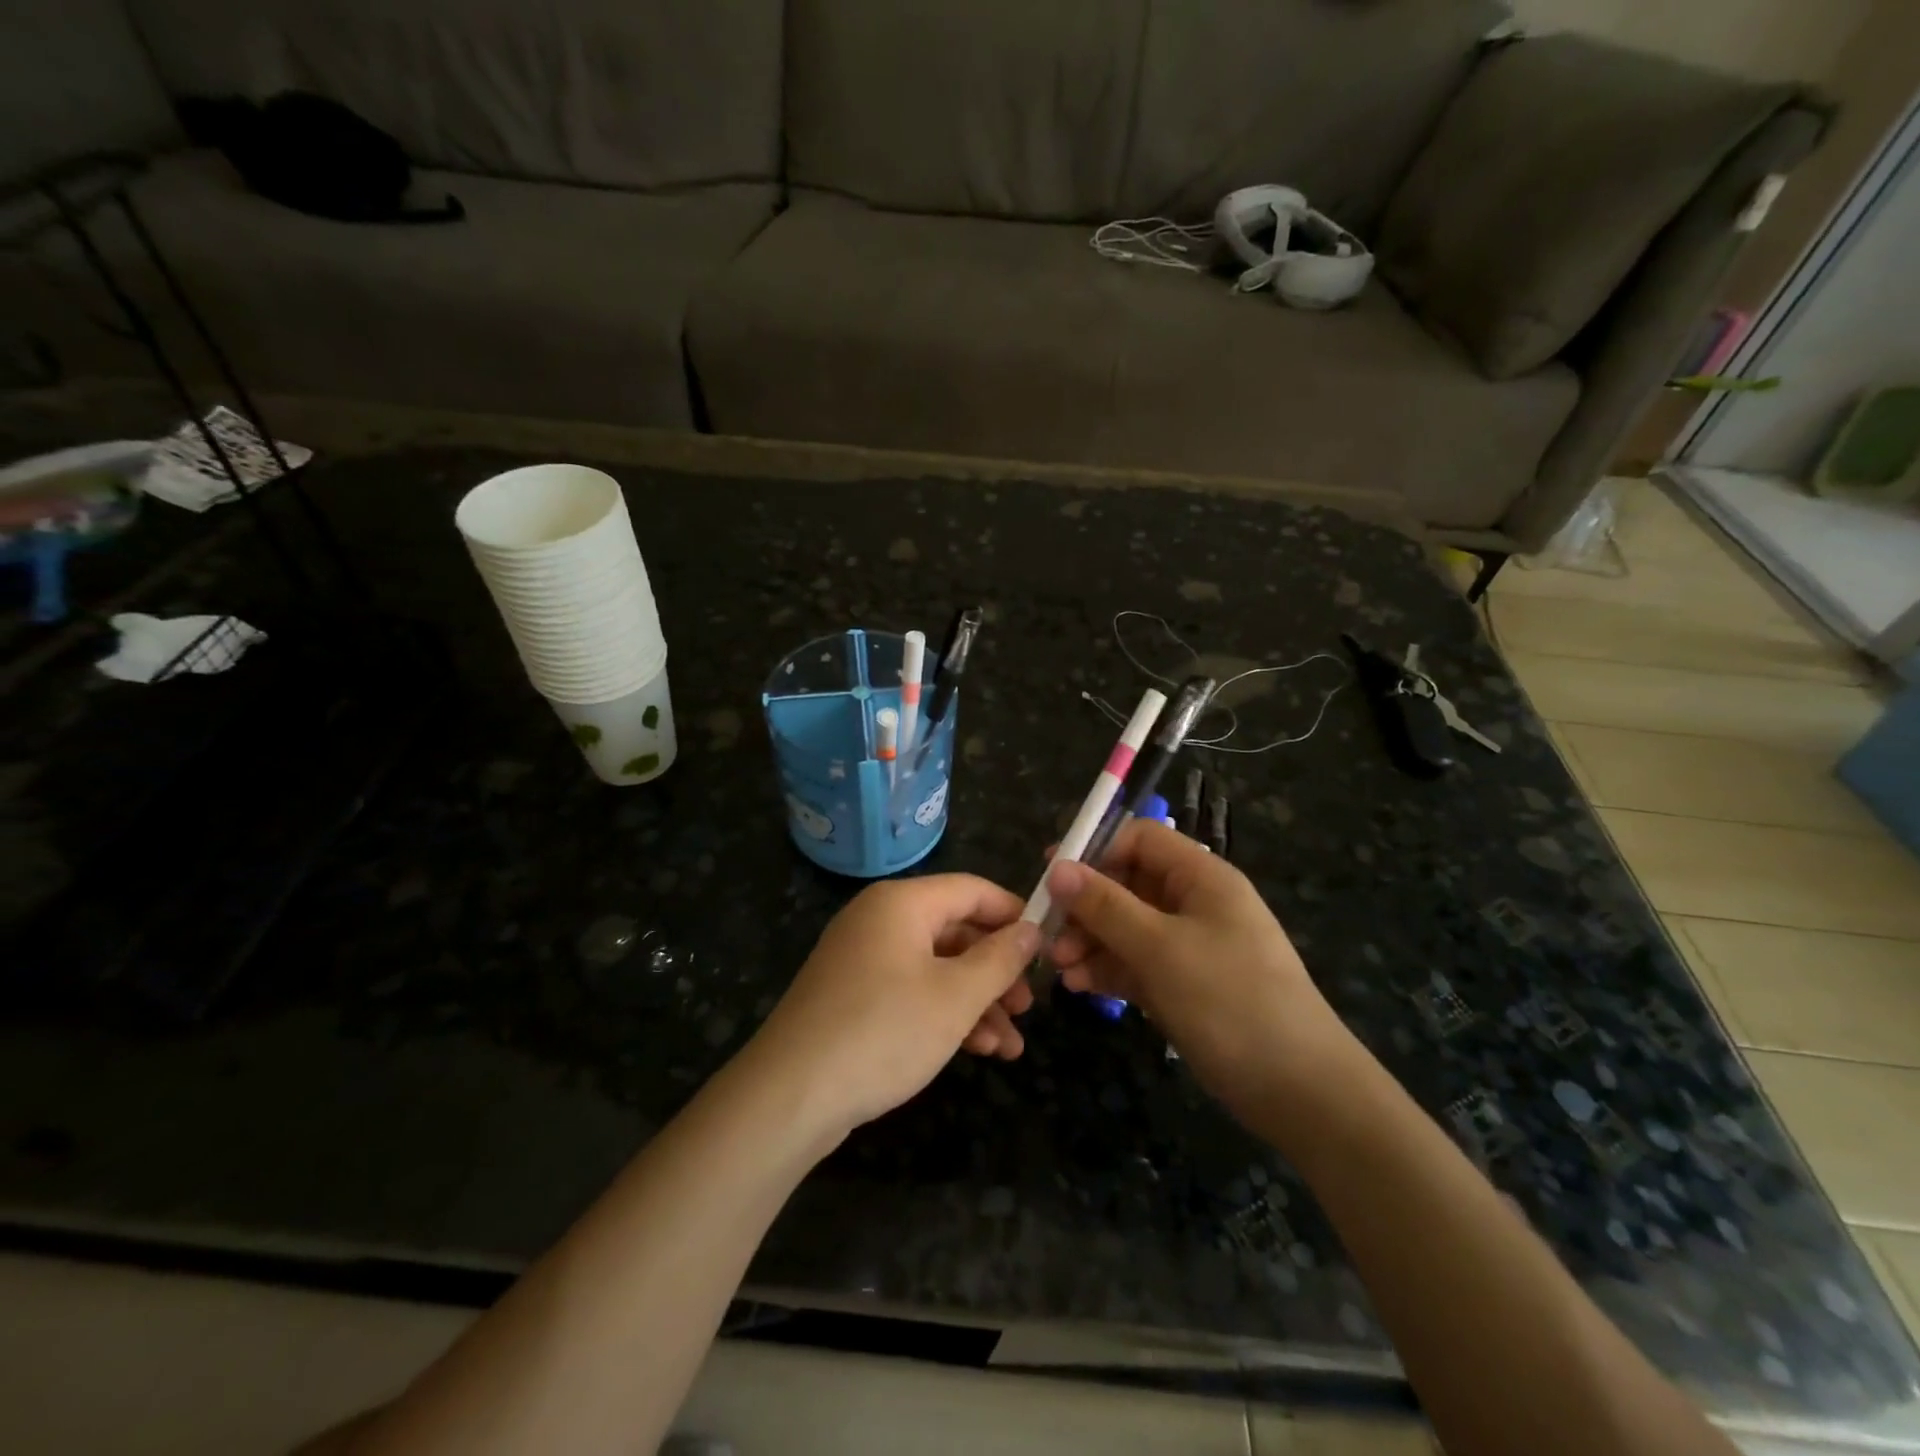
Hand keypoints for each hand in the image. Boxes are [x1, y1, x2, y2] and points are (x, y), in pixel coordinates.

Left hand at [745, 876, 1039, 1139]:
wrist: (790, 1095)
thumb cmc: (884, 1031)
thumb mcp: (955, 996)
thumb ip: (1000, 959)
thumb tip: (1031, 929)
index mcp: (902, 903)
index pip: (972, 890)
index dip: (1013, 914)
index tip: (1047, 946)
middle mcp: (880, 920)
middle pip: (955, 931)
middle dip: (997, 971)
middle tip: (1028, 1007)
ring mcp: (862, 959)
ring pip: (936, 968)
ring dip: (976, 1002)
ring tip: (1011, 1046)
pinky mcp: (853, 996)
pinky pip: (911, 991)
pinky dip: (944, 1014)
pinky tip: (978, 1051)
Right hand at [1046, 820, 1353, 1125]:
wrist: (1299, 1091)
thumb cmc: (1230, 1001)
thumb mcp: (1161, 948)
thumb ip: (1106, 906)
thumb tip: (1057, 869)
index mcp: (1201, 878)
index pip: (1141, 840)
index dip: (1096, 850)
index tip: (1052, 874)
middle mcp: (1194, 904)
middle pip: (1127, 884)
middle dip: (1086, 906)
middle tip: (1048, 933)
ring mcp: (1189, 947)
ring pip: (1126, 927)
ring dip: (1091, 941)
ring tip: (1060, 968)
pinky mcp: (1183, 986)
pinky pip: (1136, 964)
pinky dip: (1108, 970)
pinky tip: (1081, 986)